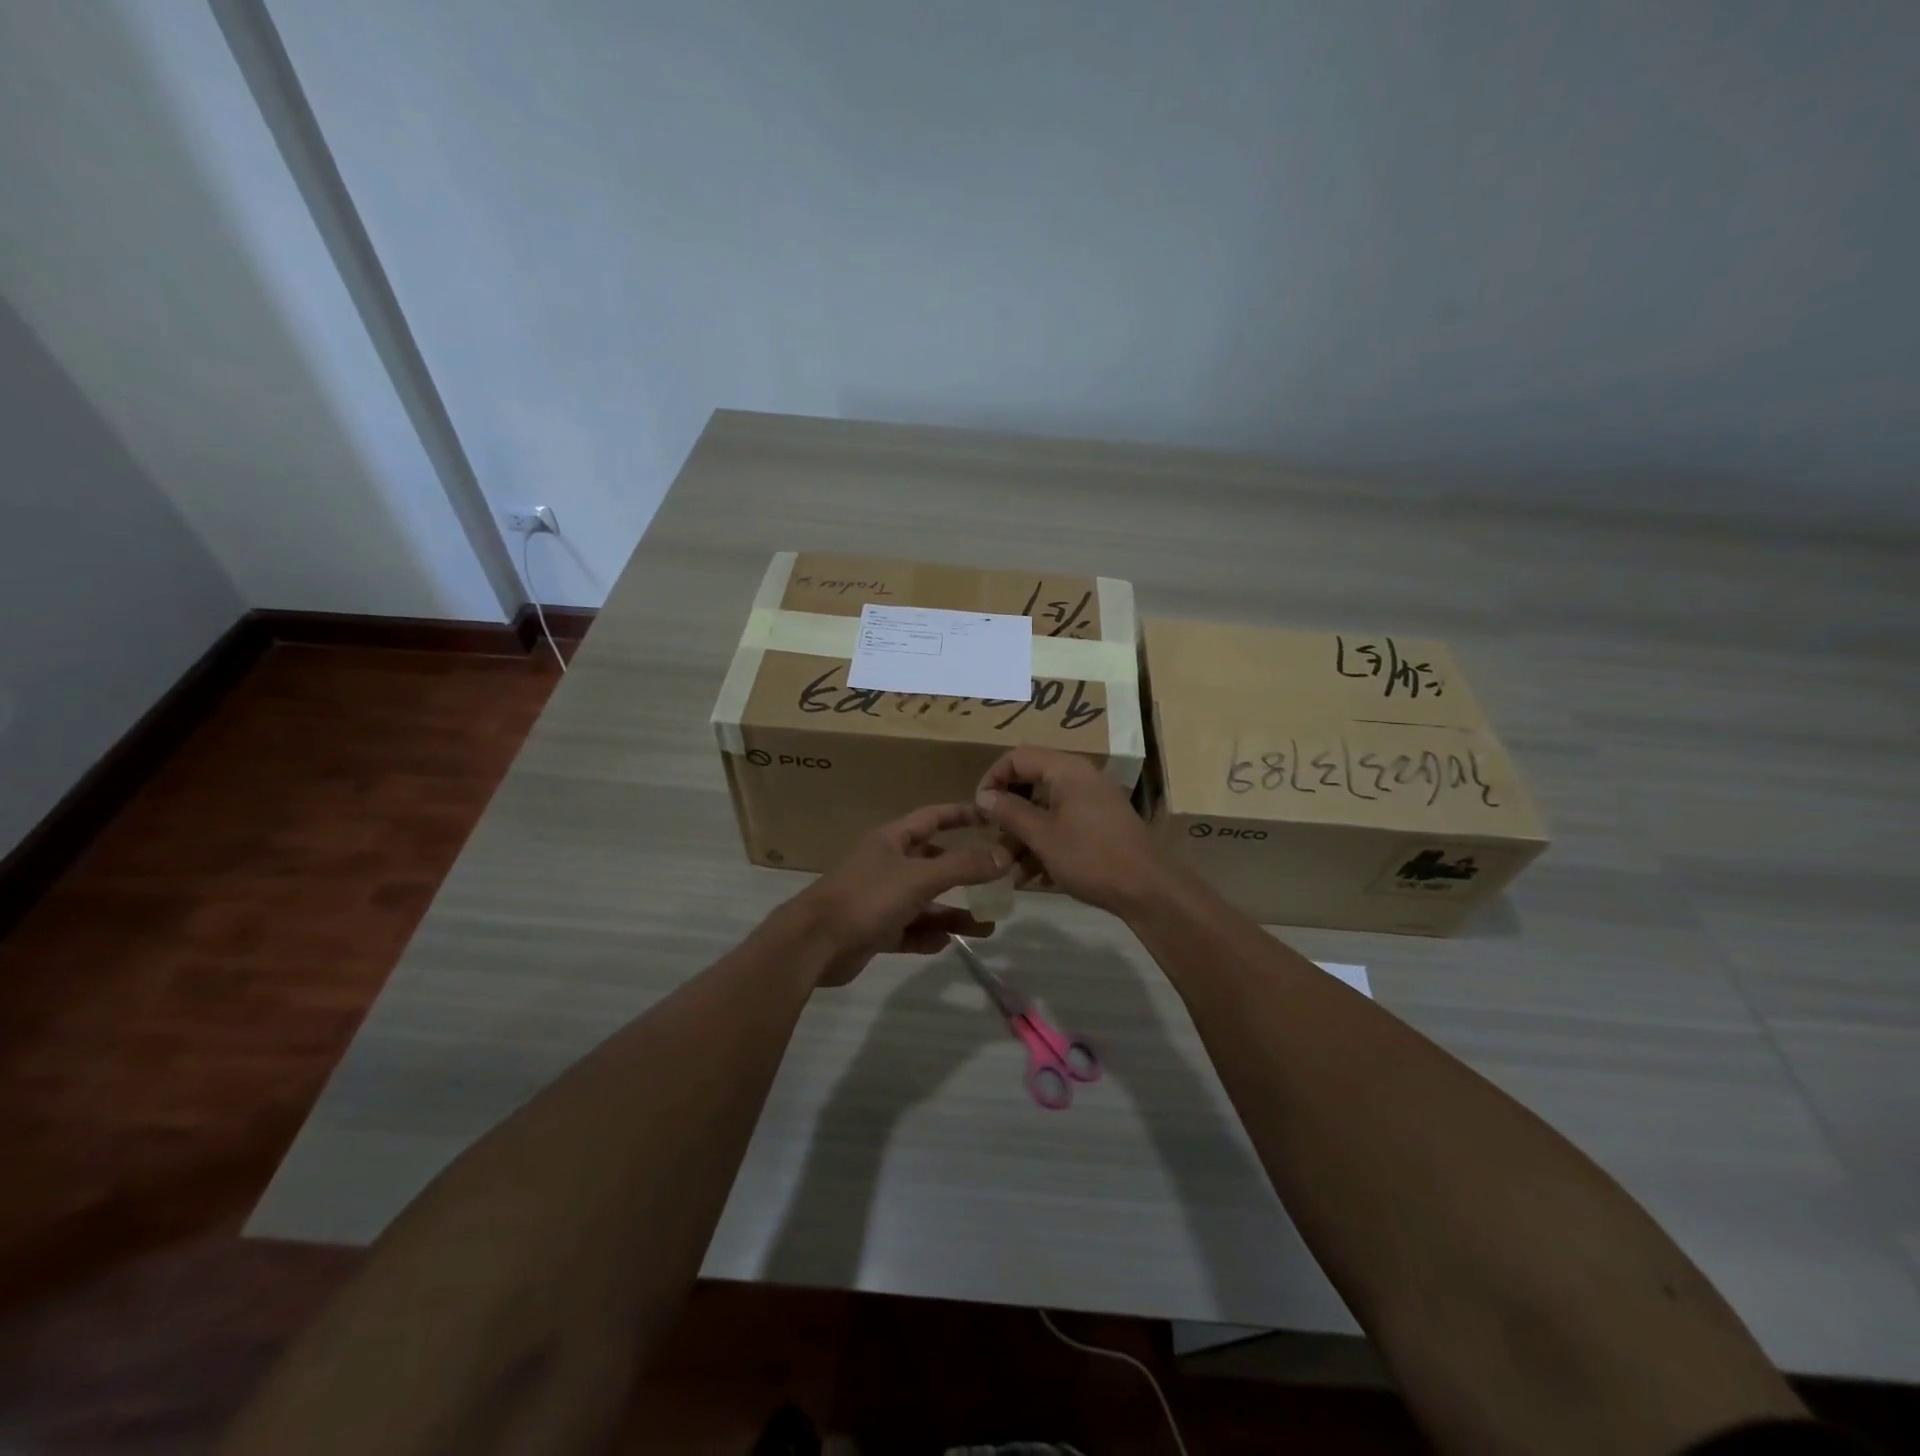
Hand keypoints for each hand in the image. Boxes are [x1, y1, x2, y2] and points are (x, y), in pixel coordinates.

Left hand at [791, 804, 1009, 985]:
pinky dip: (928, 935)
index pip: (933, 818)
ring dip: (953, 912)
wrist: (814, 944)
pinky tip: (947, 943)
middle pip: (934, 863)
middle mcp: (887, 865)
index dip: (961, 815)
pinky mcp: (875, 931)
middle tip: (999, 881)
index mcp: (892, 841)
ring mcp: (880, 899)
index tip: (992, 817)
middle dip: (965, 873)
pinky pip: (910, 930)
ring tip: (988, 926)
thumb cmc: (867, 897)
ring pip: (926, 902)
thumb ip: (963, 867)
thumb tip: (1004, 856)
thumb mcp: (919, 877)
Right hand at [974, 747, 1164, 915]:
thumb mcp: (1042, 836)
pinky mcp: (1099, 825)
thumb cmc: (1091, 857)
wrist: (1148, 890)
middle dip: (1007, 814)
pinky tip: (1032, 876)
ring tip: (1007, 870)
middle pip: (1030, 784)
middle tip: (991, 840)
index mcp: (1067, 770)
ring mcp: (1092, 802)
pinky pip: (1062, 825)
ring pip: (1044, 810)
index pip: (1017, 757)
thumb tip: (983, 796)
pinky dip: (1044, 844)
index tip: (978, 809)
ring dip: (1023, 836)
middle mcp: (1080, 778)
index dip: (992, 779)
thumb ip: (1009, 812)